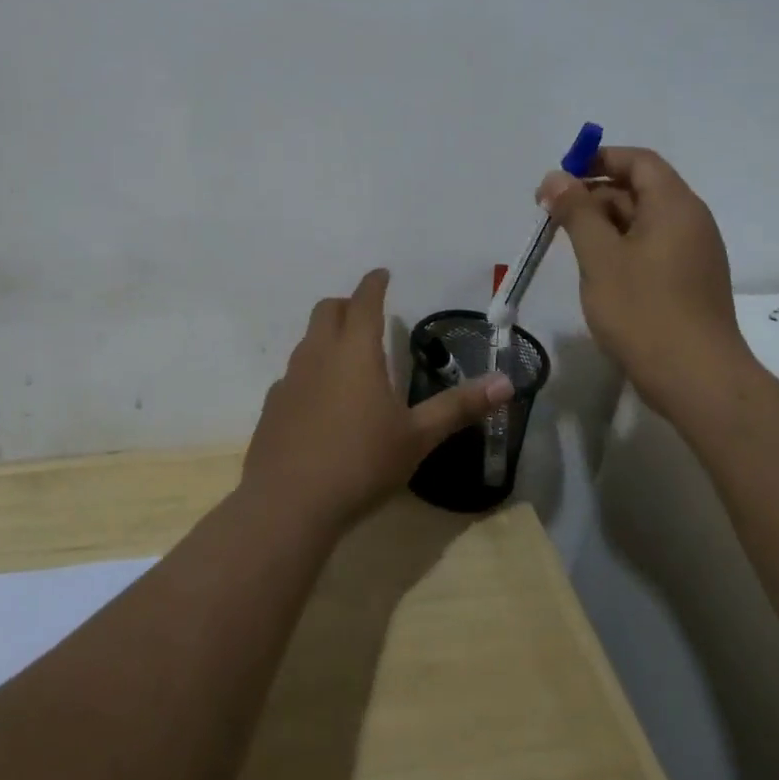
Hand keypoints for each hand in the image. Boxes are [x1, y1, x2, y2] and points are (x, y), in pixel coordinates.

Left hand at [243, 269, 513, 529]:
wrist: (288, 504)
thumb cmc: (361, 463)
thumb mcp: (417, 437)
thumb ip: (458, 407)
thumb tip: (506, 383)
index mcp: (355, 351)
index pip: (364, 300)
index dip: (374, 283)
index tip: (382, 274)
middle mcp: (319, 354)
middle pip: (327, 310)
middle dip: (347, 304)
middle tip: (366, 315)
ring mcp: (290, 379)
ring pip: (307, 340)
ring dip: (327, 337)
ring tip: (348, 360)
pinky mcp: (272, 406)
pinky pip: (293, 375)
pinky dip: (310, 374)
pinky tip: (321, 404)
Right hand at [537, 147, 754, 417]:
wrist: (698, 380)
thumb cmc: (644, 311)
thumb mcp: (600, 256)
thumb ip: (576, 211)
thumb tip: (557, 177)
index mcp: (675, 205)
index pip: (638, 161)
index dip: (598, 159)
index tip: (560, 177)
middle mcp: (691, 221)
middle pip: (639, 189)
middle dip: (593, 194)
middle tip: (551, 214)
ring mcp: (693, 254)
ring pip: (642, 221)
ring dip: (603, 223)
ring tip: (566, 243)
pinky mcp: (689, 282)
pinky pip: (651, 248)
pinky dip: (620, 247)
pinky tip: (596, 270)